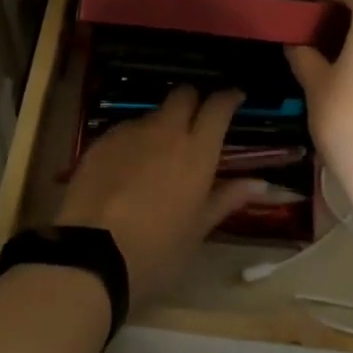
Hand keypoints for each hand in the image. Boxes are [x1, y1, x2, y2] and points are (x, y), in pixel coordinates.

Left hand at [56, 86, 260, 309]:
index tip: (236, 98)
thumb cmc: (156, 250)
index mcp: (197, 151)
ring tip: (159, 154)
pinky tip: (128, 168)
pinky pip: (125, 130)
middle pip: (183, 95)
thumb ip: (228, 198)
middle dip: (194, 100)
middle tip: (197, 121)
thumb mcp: (198, 230)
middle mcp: (165, 131)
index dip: (229, 98)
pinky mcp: (100, 142)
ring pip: (153, 113)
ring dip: (161, 125)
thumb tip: (262, 183)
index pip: (218, 106)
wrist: (90, 258)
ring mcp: (130, 133)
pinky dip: (134, 141)